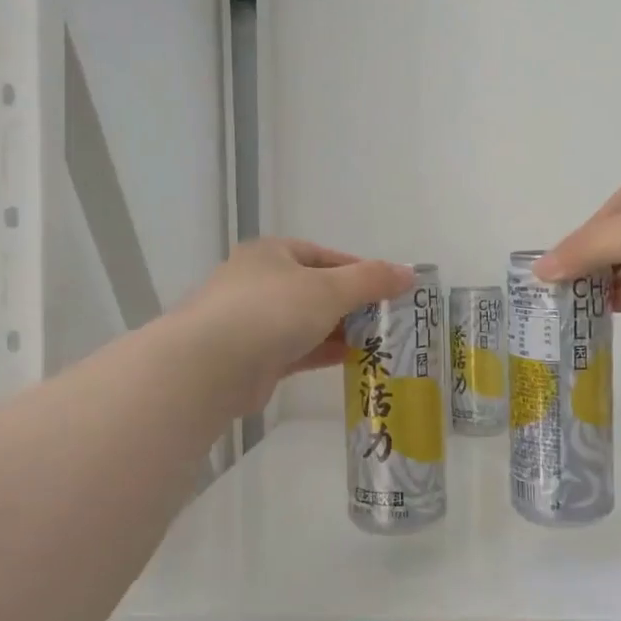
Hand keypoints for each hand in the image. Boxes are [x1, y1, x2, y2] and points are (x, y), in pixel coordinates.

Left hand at [183, 238, 413, 411]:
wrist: (211, 366)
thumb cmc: (272, 311)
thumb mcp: (330, 289)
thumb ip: (371, 280)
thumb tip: (409, 273)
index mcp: (272, 254)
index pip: (324, 256)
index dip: (359, 270)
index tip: (389, 289)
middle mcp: (259, 282)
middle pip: (316, 289)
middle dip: (352, 304)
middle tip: (389, 319)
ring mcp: (253, 322)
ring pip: (307, 322)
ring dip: (340, 331)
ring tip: (379, 342)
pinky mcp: (254, 358)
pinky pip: (298, 350)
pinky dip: (323, 352)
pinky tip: (352, 360)